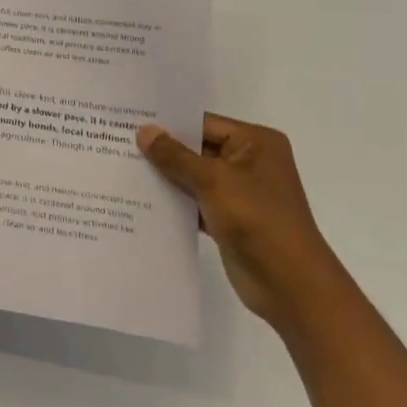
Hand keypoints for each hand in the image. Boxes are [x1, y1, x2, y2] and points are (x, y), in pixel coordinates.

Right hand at [136, 114, 339, 328]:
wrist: (290, 285)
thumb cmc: (257, 220)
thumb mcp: (213, 181)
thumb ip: (175, 156)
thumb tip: (144, 131)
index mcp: (256, 143)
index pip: (204, 123)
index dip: (168, 123)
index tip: (129, 121)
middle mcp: (250, 162)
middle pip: (197, 149)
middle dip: (162, 150)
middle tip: (116, 142)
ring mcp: (240, 192)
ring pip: (193, 176)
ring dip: (165, 177)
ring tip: (121, 168)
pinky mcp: (229, 219)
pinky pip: (195, 201)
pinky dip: (174, 201)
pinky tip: (140, 199)